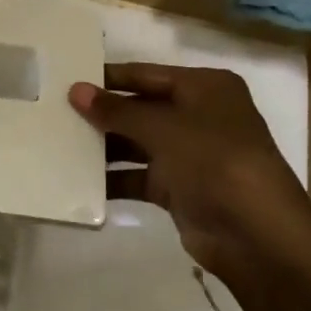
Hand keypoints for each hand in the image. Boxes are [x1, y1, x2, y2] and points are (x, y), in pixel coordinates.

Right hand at [69, 64, 310, 307]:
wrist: (256, 236)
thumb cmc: (214, 162)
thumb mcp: (163, 129)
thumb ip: (116, 110)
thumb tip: (75, 90)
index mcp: (205, 88)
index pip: (146, 74)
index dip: (108, 78)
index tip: (66, 80)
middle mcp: (199, 116)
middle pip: (140, 109)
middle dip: (102, 114)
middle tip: (53, 113)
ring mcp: (189, 154)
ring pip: (136, 144)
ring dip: (103, 147)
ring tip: (57, 144)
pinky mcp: (179, 188)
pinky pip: (138, 176)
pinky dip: (113, 178)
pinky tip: (78, 180)